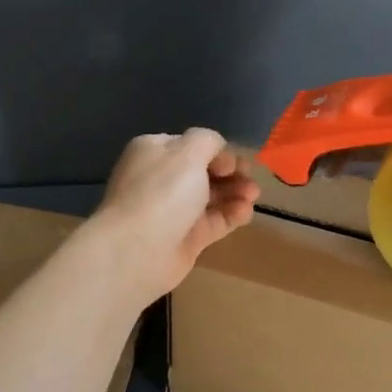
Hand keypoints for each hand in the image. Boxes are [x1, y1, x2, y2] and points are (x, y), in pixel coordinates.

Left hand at [87, 129, 260, 303]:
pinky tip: (245, 212)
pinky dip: (231, 215)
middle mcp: (162, 179)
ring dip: (235, 193)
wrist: (138, 250)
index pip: (191, 146)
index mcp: (155, 152)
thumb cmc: (162, 192)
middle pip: (204, 172)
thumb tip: (220, 155)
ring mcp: (173, 211)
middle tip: (251, 179)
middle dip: (231, 173)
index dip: (217, 152)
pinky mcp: (186, 238)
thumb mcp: (187, 152)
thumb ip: (208, 141)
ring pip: (212, 197)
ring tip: (253, 195)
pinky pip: (214, 222)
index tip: (234, 162)